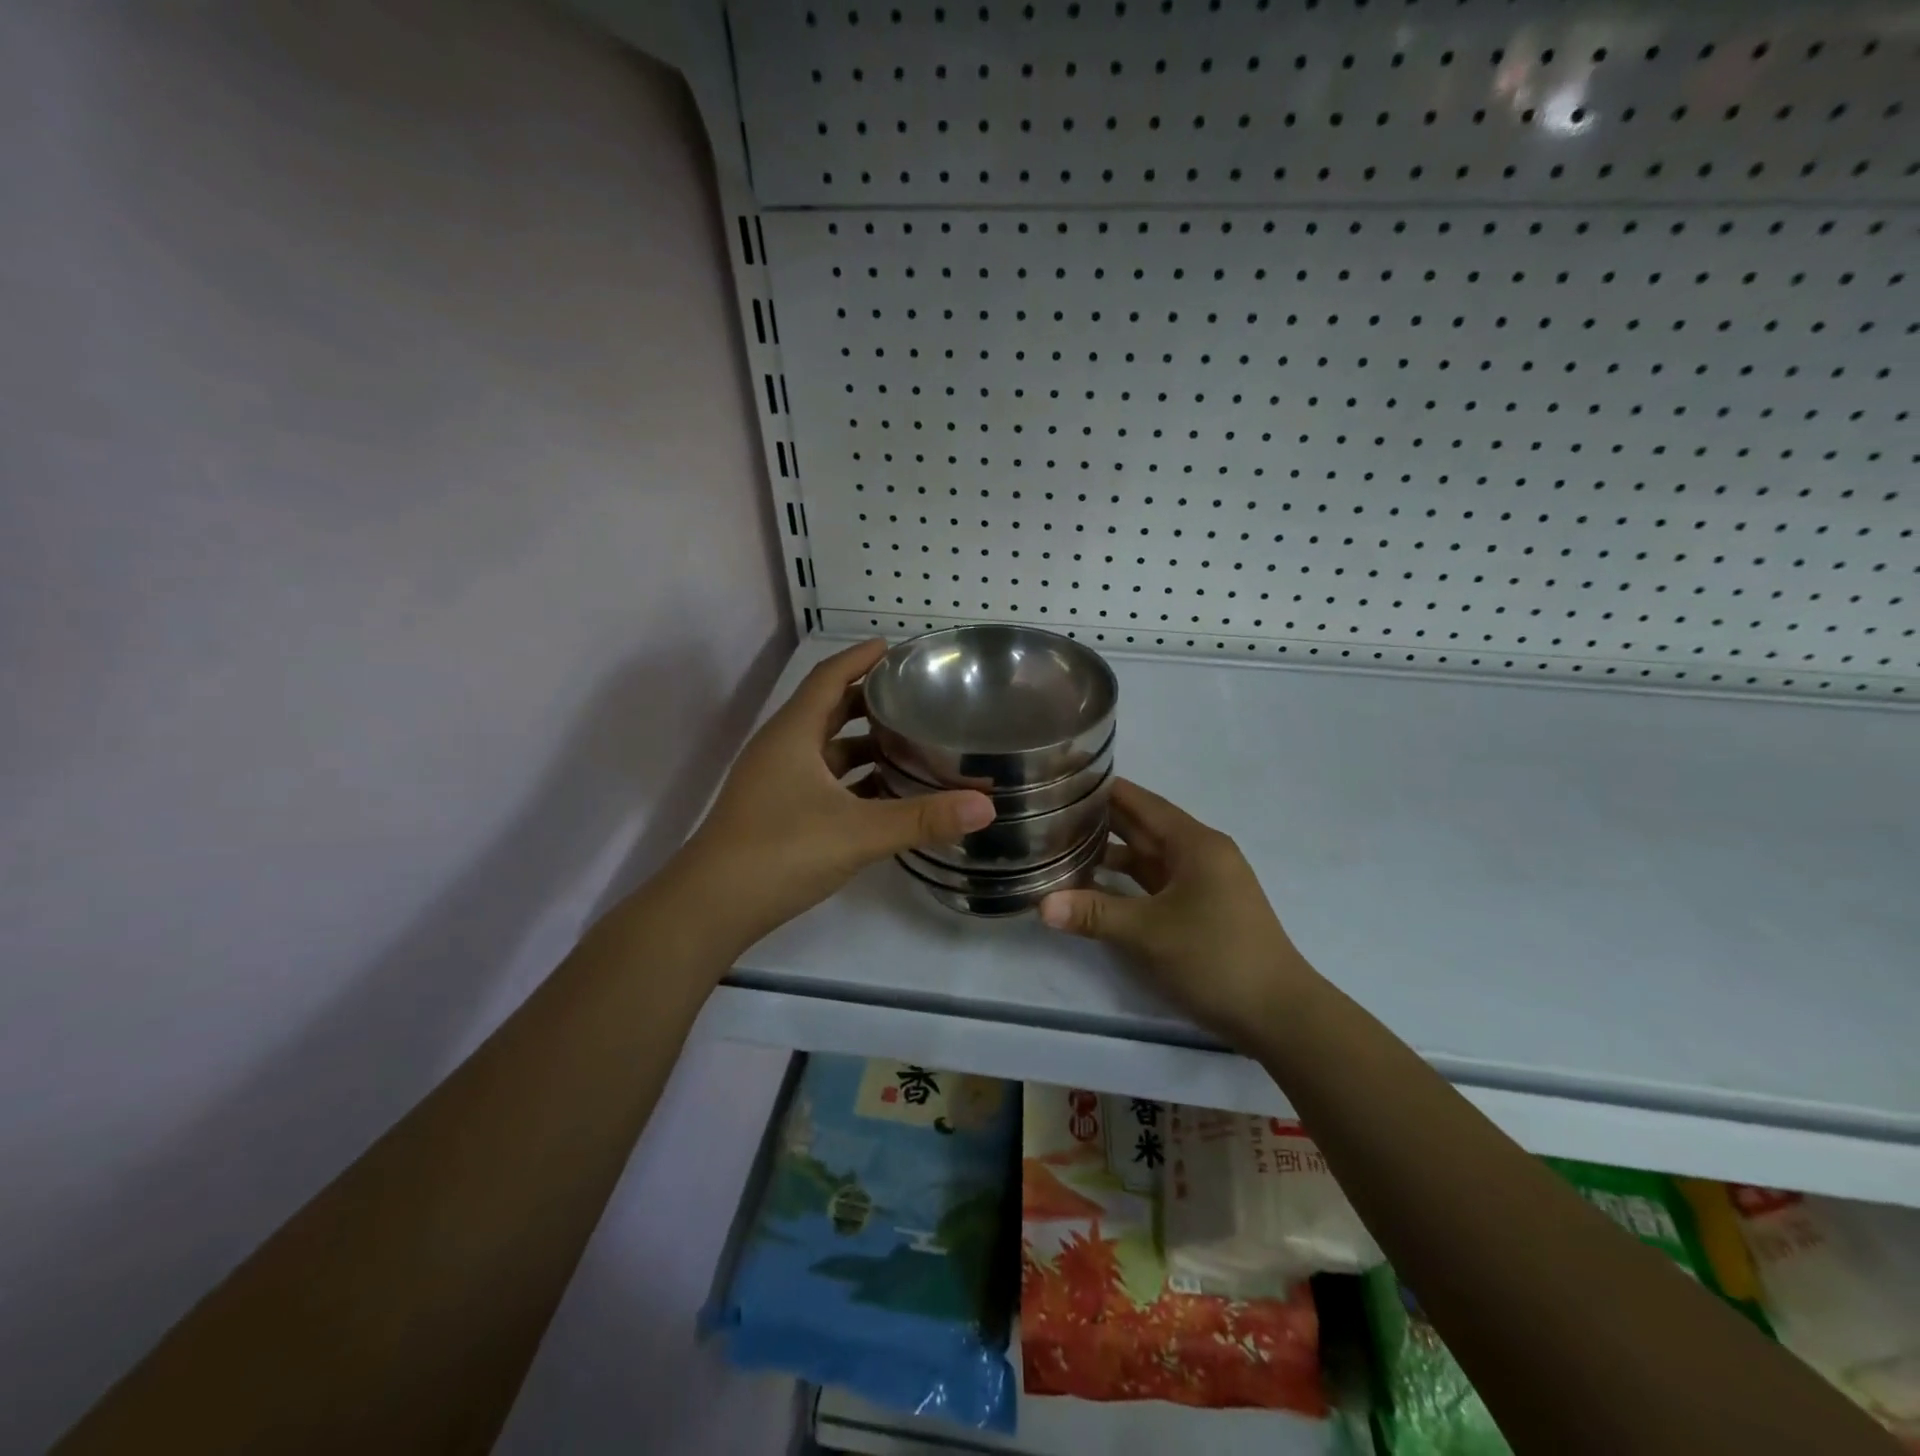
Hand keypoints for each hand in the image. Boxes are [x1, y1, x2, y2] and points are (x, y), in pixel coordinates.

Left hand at [677, 640, 995, 948]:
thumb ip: (922, 818)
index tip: (895, 648)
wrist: (711, 907)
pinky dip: (852, 778)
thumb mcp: (858, 832)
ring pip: (825, 748)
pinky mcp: (776, 811)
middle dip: (868, 699)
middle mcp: (781, 748)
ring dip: (862, 742)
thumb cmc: (780, 852)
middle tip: (913, 695)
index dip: (860, 658)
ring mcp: (775, 781)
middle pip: (828, 709)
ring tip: (908, 740)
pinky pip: (821, 780)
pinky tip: (883, 792)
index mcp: (794, 734)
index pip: (829, 677)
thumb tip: (986, 806)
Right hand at [1038, 778, 1318, 1044]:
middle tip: (1053, 811)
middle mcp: (1201, 854)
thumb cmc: (1215, 958)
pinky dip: (1127, 881)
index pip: (1141, 803)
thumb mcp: (1148, 934)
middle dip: (1101, 820)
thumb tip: (1041, 905)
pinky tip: (1096, 886)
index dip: (1105, 789)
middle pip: (1144, 827)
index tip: (1065, 779)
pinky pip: (1157, 883)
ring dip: (1112, 853)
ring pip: (1150, 857)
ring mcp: (1204, 883)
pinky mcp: (1202, 910)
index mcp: (1195, 844)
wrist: (1279, 1015)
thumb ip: (1094, 914)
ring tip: (1064, 846)